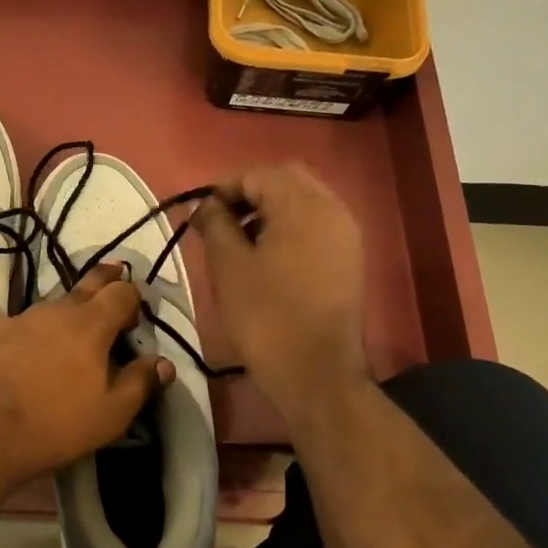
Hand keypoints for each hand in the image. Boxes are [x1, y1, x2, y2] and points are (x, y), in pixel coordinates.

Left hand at [0, 264, 173, 494]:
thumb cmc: (51, 426)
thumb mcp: (110, 416)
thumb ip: (140, 384)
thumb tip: (163, 363)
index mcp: (88, 325)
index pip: (120, 293)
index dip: (131, 298)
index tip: (133, 315)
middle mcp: (50, 311)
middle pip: (83, 285)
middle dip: (102, 281)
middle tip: (112, 276)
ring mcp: (9, 320)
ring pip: (43, 311)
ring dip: (57, 321)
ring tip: (58, 343)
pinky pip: (6, 332)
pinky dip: (17, 343)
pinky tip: (11, 366)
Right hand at [192, 163, 368, 422]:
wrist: (315, 373)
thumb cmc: (265, 316)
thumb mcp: (228, 266)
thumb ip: (214, 224)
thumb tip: (202, 205)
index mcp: (305, 206)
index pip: (259, 174)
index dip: (224, 187)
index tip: (199, 213)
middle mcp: (334, 210)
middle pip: (286, 181)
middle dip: (249, 194)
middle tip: (219, 222)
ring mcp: (346, 236)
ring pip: (303, 203)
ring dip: (268, 211)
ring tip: (237, 241)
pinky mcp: (348, 260)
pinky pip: (315, 227)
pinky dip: (287, 229)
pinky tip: (265, 257)